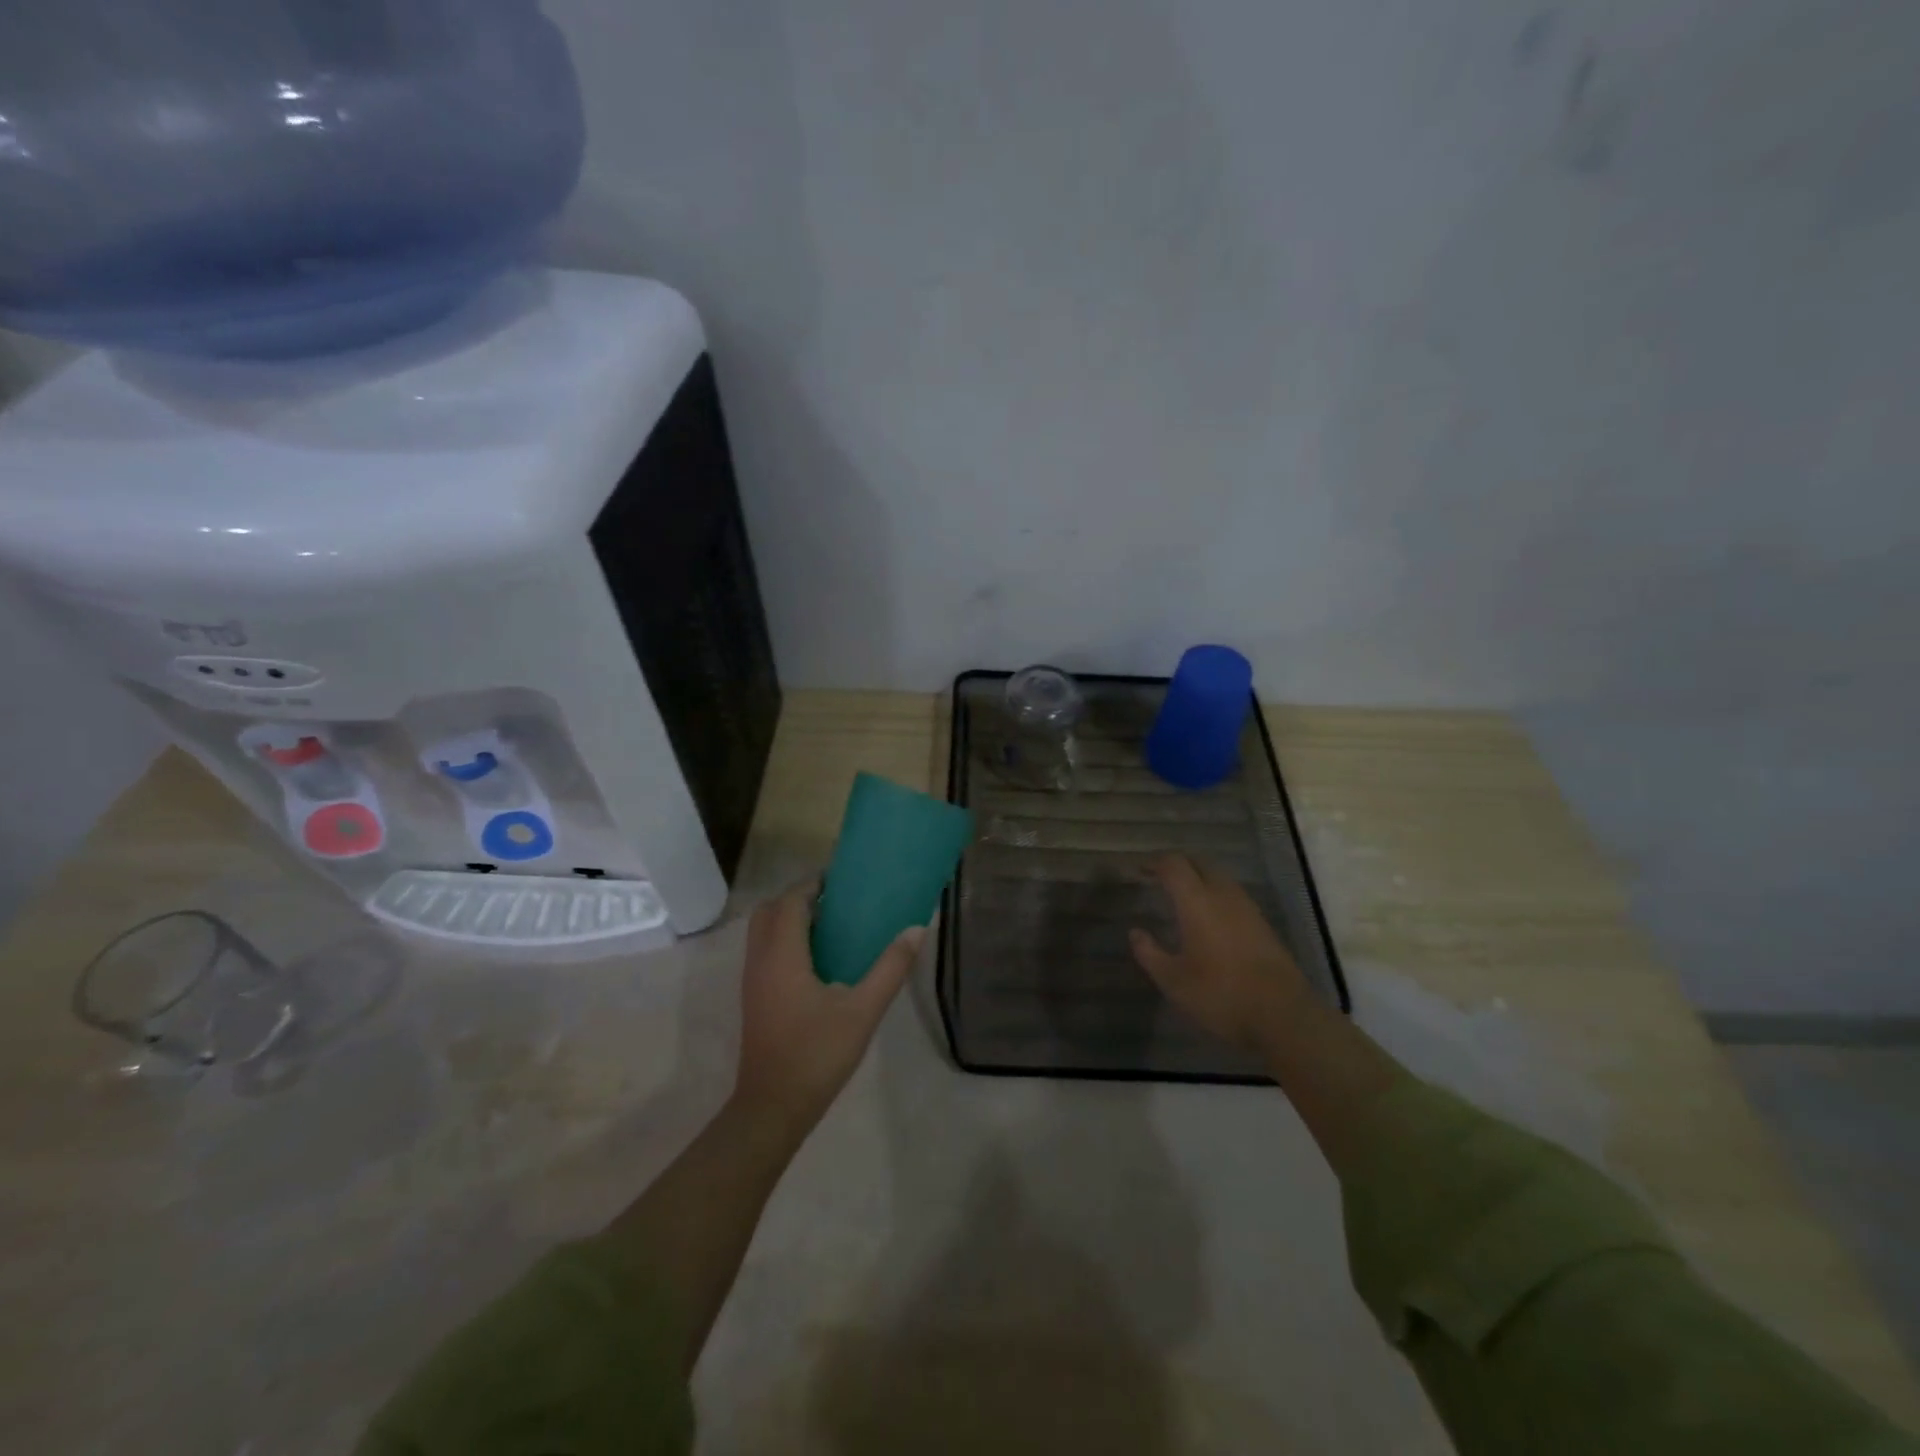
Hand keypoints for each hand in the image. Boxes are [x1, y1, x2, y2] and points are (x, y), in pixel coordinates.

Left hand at [732, 881, 922, 1135]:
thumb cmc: (817, 1054)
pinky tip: (818, 959)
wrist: (773, 1108)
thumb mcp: (863, 1010)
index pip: (790, 901)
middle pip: (770, 910)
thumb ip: (890, 968)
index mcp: (782, 955)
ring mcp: (753, 980)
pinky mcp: (754, 997)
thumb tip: (916, 929)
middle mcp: (761, 960)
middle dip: (799, 897)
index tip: (843, 880)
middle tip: (836, 900)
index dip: (813, 884)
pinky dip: (785, 939)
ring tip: (831, 924)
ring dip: (790, 918)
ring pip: (763, 931)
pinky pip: (765, 950)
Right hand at [1130, 855, 1315, 1057]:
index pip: (1174, 865)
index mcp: (1197, 902)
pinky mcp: (1263, 924)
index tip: (1139, 872)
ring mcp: (1248, 908)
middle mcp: (1224, 896)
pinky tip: (1209, 918)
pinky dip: (1216, 894)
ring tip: (1182, 896)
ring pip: (1220, 877)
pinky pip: (1234, 895)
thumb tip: (1135, 932)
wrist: (1284, 1016)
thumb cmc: (1221, 996)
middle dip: (1178, 865)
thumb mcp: (1174, 981)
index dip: (1154, 863)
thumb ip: (1150, 953)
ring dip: (1199, 878)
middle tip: (1159, 879)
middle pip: (1200, 863)